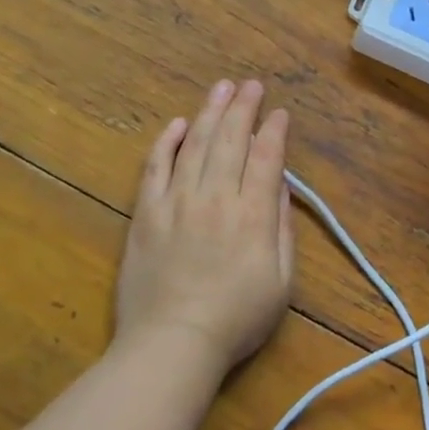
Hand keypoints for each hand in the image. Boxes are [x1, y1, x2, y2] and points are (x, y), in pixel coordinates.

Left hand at [113, 79, 294, 374]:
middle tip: (251, 85)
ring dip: (210, 113)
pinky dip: (167, 143)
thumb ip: (281, 228)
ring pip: (196, 145)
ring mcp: (177, 202)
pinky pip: (156, 168)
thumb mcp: (282, 282)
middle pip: (231, 141)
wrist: (172, 344)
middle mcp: (216, 198)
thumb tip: (279, 185)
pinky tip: (178, 124)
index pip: (265, 158)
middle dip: (244, 108)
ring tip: (221, 88)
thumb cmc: (236, 320)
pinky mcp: (147, 214)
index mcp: (252, 214)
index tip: (280, 113)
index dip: (274, 131)